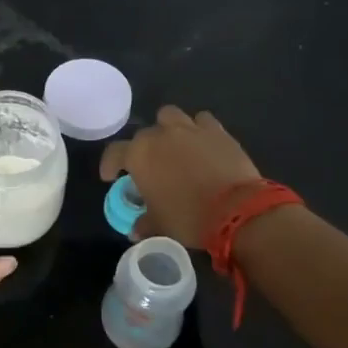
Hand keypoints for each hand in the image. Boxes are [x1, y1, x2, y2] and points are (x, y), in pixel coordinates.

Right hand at [99, 107, 262, 246]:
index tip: (111, 177)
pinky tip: (202, 143)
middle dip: (144, 149)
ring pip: (171, 116)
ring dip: (169, 128)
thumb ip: (144, 223)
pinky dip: (198, 129)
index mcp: (139, 155)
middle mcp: (160, 134)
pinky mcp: (217, 130)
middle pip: (144, 134)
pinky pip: (202, 121)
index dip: (109, 164)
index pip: (114, 153)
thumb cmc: (188, 217)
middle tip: (151, 167)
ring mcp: (190, 129)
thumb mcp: (160, 225)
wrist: (237, 210)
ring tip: (175, 146)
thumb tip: (136, 231)